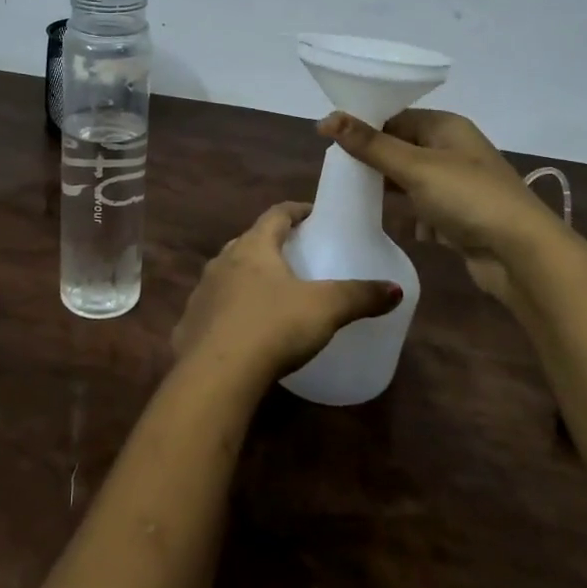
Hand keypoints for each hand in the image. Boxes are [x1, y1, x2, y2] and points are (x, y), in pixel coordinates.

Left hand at [173, 202, 402, 384]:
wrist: (215, 376)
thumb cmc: (272, 328)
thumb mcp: (325, 309)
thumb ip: (360, 296)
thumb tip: (396, 289)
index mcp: (253, 247)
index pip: (276, 214)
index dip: (297, 211)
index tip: (314, 214)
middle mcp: (222, 261)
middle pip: (249, 242)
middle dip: (271, 244)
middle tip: (296, 254)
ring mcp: (202, 292)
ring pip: (228, 274)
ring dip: (247, 276)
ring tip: (271, 292)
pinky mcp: (190, 325)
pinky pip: (214, 309)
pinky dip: (230, 311)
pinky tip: (244, 330)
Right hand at [320, 110, 561, 306]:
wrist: (522, 255)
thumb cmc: (468, 198)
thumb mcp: (415, 167)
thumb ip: (370, 145)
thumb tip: (326, 119)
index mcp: (446, 127)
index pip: (395, 116)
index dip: (363, 126)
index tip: (329, 140)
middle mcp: (452, 151)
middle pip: (401, 148)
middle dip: (372, 161)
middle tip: (334, 171)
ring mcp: (456, 186)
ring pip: (409, 181)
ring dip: (386, 190)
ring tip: (349, 196)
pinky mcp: (457, 218)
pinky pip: (421, 210)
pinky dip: (406, 216)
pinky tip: (385, 224)